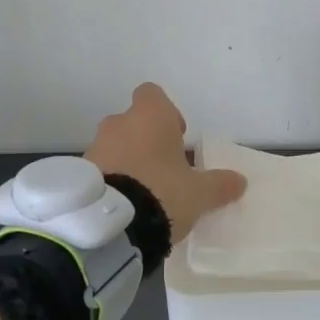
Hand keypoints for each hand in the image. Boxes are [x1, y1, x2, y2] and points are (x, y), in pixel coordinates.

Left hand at [85, 83, 245, 243]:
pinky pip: (100, 168)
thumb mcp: (200, 193)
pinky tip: (124, 205)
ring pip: (116, 145)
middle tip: (164, 171)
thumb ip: (219, 184)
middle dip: (148, 142)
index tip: (178, 139)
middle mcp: (119, 123)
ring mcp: (95, 146)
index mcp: (150, 116)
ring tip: (143, 193)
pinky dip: (111, 179)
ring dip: (128, 161)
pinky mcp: (80, 172)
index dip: (167, 113)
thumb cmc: (162, 192)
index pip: (152, 94)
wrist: (110, 225)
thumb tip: (239, 181)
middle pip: (134, 122)